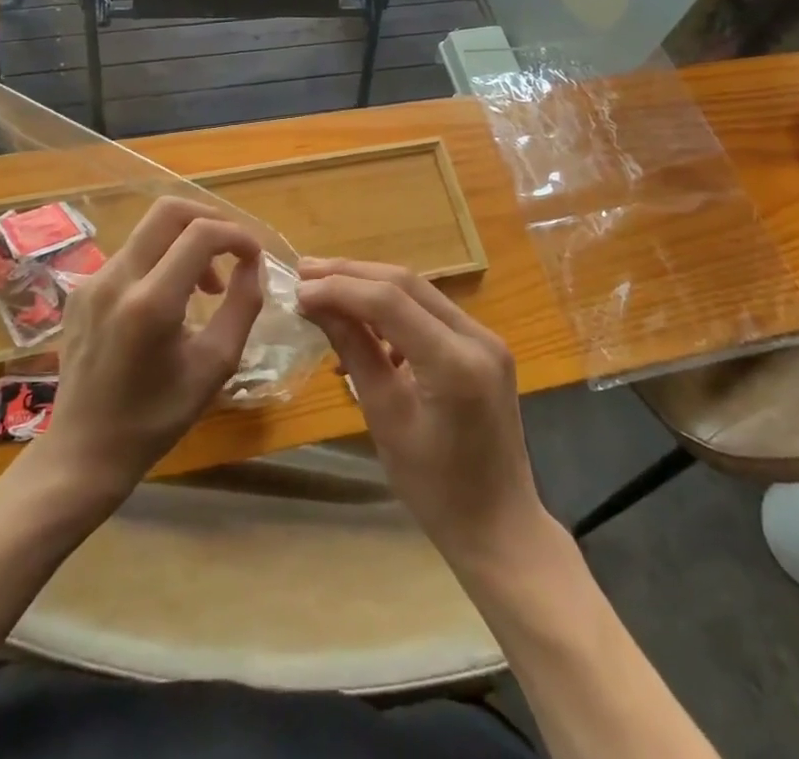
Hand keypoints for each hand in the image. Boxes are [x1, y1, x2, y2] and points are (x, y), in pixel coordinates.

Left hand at [36, 197, 264, 502]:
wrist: (85, 451)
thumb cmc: (156, 417)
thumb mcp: (215, 366)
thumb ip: (242, 306)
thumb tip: (252, 263)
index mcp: (150, 304)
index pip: (201, 234)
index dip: (237, 235)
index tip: (254, 257)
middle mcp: (116, 279)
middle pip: (168, 210)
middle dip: (210, 219)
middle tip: (232, 250)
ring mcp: (92, 281)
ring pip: (149, 230)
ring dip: (186, 242)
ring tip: (206, 286)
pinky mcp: (81, 289)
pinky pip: (131, 254)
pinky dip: (161, 260)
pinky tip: (170, 298)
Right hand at [296, 259, 549, 570]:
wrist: (500, 527)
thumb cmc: (436, 489)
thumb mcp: (385, 418)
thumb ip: (355, 352)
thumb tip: (316, 304)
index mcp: (455, 363)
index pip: (390, 301)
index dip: (340, 288)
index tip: (298, 288)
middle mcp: (478, 336)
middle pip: (407, 284)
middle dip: (352, 274)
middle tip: (305, 271)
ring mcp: (486, 338)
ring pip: (419, 292)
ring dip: (371, 287)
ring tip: (324, 290)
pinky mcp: (484, 346)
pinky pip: (431, 313)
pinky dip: (395, 311)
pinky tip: (364, 327)